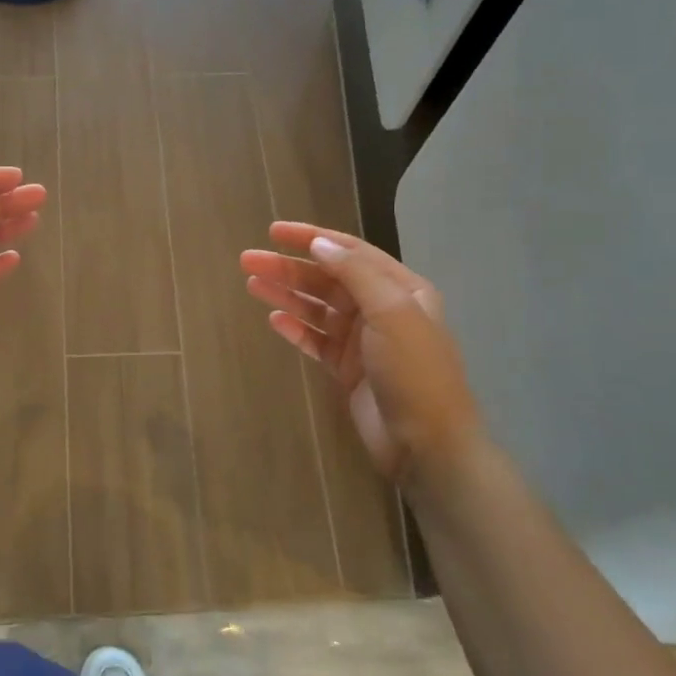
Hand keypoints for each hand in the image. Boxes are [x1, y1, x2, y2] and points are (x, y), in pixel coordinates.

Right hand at [240, 223, 481, 487]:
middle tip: (248, 260)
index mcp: (400, 288)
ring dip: (285, 294)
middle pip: (326, 279)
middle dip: (288, 267)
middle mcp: (380, 308)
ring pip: (316, 307)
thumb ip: (355, 273)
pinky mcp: (346, 368)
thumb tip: (319, 243)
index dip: (311, 238)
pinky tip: (273, 319)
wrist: (427, 444)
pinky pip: (314, 339)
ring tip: (251, 284)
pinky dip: (295, 327)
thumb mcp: (391, 313)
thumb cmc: (414, 372)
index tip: (274, 231)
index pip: (350, 251)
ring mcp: (362, 340)